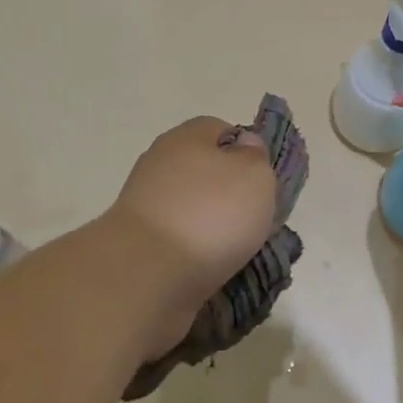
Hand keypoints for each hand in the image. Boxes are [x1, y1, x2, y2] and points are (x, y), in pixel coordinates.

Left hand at [107, 115, 279, 349]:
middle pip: (205, 171)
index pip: (221, 130)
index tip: (263, 180)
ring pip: (192, 209)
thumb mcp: (255, 176)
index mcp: (186, 137)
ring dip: (214, 227)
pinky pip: (179, 241)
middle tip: (255, 218)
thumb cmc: (210, 214)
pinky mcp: (139, 243)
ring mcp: (145, 205)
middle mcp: (161, 164)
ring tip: (238, 252)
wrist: (148, 273)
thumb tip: (245, 146)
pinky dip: (196, 253)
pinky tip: (213, 269)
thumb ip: (256, 156)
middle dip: (230, 194)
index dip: (247, 150)